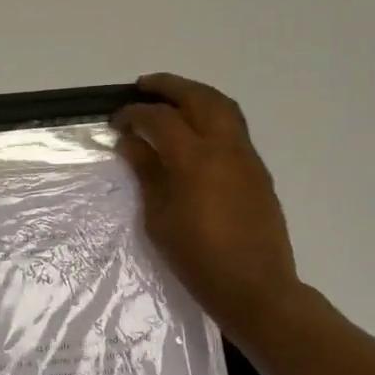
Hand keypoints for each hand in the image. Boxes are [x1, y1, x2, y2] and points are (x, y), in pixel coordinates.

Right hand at [114, 73, 302, 338]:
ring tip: (171, 99)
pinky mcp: (258, 170)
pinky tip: (193, 131)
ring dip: (194, 95)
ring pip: (223, 106)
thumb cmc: (197, 258)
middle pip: (198, 98)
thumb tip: (130, 142)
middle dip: (168, 87)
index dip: (134, 114)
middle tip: (142, 87)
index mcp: (195, 160)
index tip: (116, 121)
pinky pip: (234, 127)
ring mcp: (246, 156)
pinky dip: (211, 115)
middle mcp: (224, 147)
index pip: (160, 119)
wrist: (255, 287)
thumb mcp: (159, 218)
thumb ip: (146, 172)